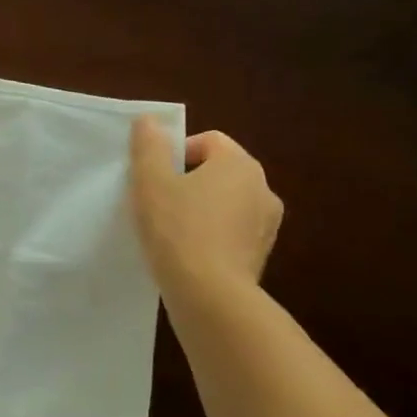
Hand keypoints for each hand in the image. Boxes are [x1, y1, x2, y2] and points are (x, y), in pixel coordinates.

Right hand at [129, 117, 282, 292]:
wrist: (209, 296)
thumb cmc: (177, 229)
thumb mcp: (151, 181)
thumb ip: (149, 146)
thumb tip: (149, 121)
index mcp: (240, 165)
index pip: (209, 141)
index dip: (177, 152)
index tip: (155, 176)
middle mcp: (263, 189)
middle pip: (219, 171)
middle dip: (189, 180)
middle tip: (158, 200)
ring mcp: (267, 225)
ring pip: (226, 203)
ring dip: (201, 208)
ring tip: (171, 229)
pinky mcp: (261, 255)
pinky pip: (232, 232)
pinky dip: (212, 235)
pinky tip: (187, 252)